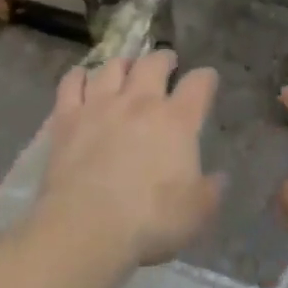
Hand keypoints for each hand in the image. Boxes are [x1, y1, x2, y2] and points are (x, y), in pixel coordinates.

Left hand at [39, 51, 222, 266]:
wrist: (87, 229)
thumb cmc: (150, 222)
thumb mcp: (196, 213)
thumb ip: (211, 191)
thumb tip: (219, 178)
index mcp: (177, 121)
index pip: (198, 85)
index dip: (206, 78)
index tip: (207, 79)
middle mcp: (140, 102)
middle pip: (153, 63)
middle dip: (163, 59)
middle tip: (166, 62)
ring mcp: (100, 106)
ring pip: (112, 66)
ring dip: (123, 63)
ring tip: (126, 67)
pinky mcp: (67, 118)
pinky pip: (71, 83)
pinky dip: (78, 76)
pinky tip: (81, 78)